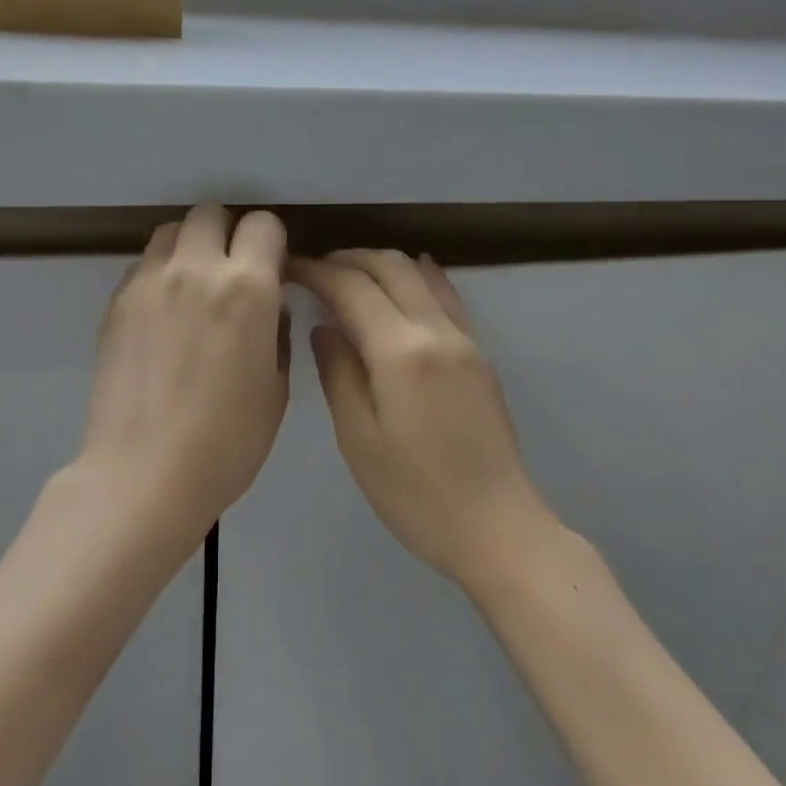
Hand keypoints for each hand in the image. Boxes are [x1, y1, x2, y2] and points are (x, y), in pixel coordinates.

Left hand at [79, 204, 289, 541]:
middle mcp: (196, 269)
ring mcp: (148, 283)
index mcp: (247, 287)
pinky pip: (142, 267)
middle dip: (227, 234)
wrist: (145, 474)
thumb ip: (276, 333)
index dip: (272, 244)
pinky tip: (162, 319)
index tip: (272, 271)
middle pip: (210, 214)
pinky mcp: (115, 304)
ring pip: (170, 233)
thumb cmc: (228, 442)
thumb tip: (268, 309)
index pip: (264, 224)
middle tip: (232, 275)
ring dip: (189, 249)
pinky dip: (159, 276)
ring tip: (194, 291)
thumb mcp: (276, 389)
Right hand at [291, 250, 553, 587]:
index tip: (290, 269)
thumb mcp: (359, 439)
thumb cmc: (414, 494)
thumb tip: (325, 327)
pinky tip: (406, 281)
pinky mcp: (480, 356)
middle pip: (391, 267)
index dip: (318, 272)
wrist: (495, 526)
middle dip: (349, 259)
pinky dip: (420, 279)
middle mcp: (438, 331)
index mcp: (401, 351)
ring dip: (383, 264)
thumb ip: (339, 373)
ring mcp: (466, 341)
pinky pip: (447, 298)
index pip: (353, 288)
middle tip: (314, 269)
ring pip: (423, 276)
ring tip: (350, 275)